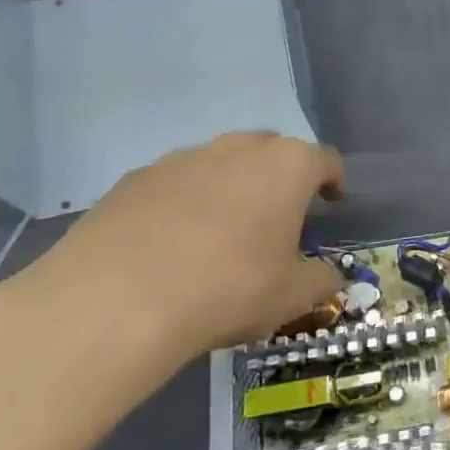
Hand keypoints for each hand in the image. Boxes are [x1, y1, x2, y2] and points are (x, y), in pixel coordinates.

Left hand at [0, 133, 343, 449]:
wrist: (115, 301)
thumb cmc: (229, 288)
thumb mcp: (293, 295)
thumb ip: (321, 280)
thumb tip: (327, 276)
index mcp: (287, 166)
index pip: (325, 161)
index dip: (334, 182)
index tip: (334, 204)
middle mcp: (237, 148)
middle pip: (272, 153)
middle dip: (281, 179)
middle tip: (279, 218)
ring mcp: (181, 159)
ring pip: (220, 164)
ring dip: (231, 188)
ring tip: (223, 234)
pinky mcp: (132, 179)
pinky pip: (174, 185)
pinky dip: (184, 204)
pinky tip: (172, 246)